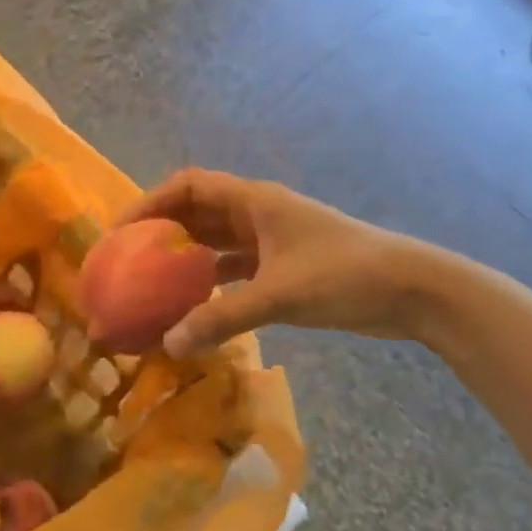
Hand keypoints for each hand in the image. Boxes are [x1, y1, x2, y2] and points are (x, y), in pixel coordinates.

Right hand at [118, 169, 436, 355]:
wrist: (411, 290)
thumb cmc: (346, 276)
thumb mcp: (280, 294)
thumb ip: (223, 318)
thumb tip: (169, 344)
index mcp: (255, 202)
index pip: (189, 186)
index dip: (150, 202)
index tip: (120, 233)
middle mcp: (258, 215)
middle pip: (197, 213)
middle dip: (161, 232)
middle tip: (126, 263)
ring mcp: (272, 241)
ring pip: (215, 243)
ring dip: (185, 259)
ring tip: (150, 286)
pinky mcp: (283, 268)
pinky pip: (235, 270)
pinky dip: (211, 284)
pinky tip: (193, 308)